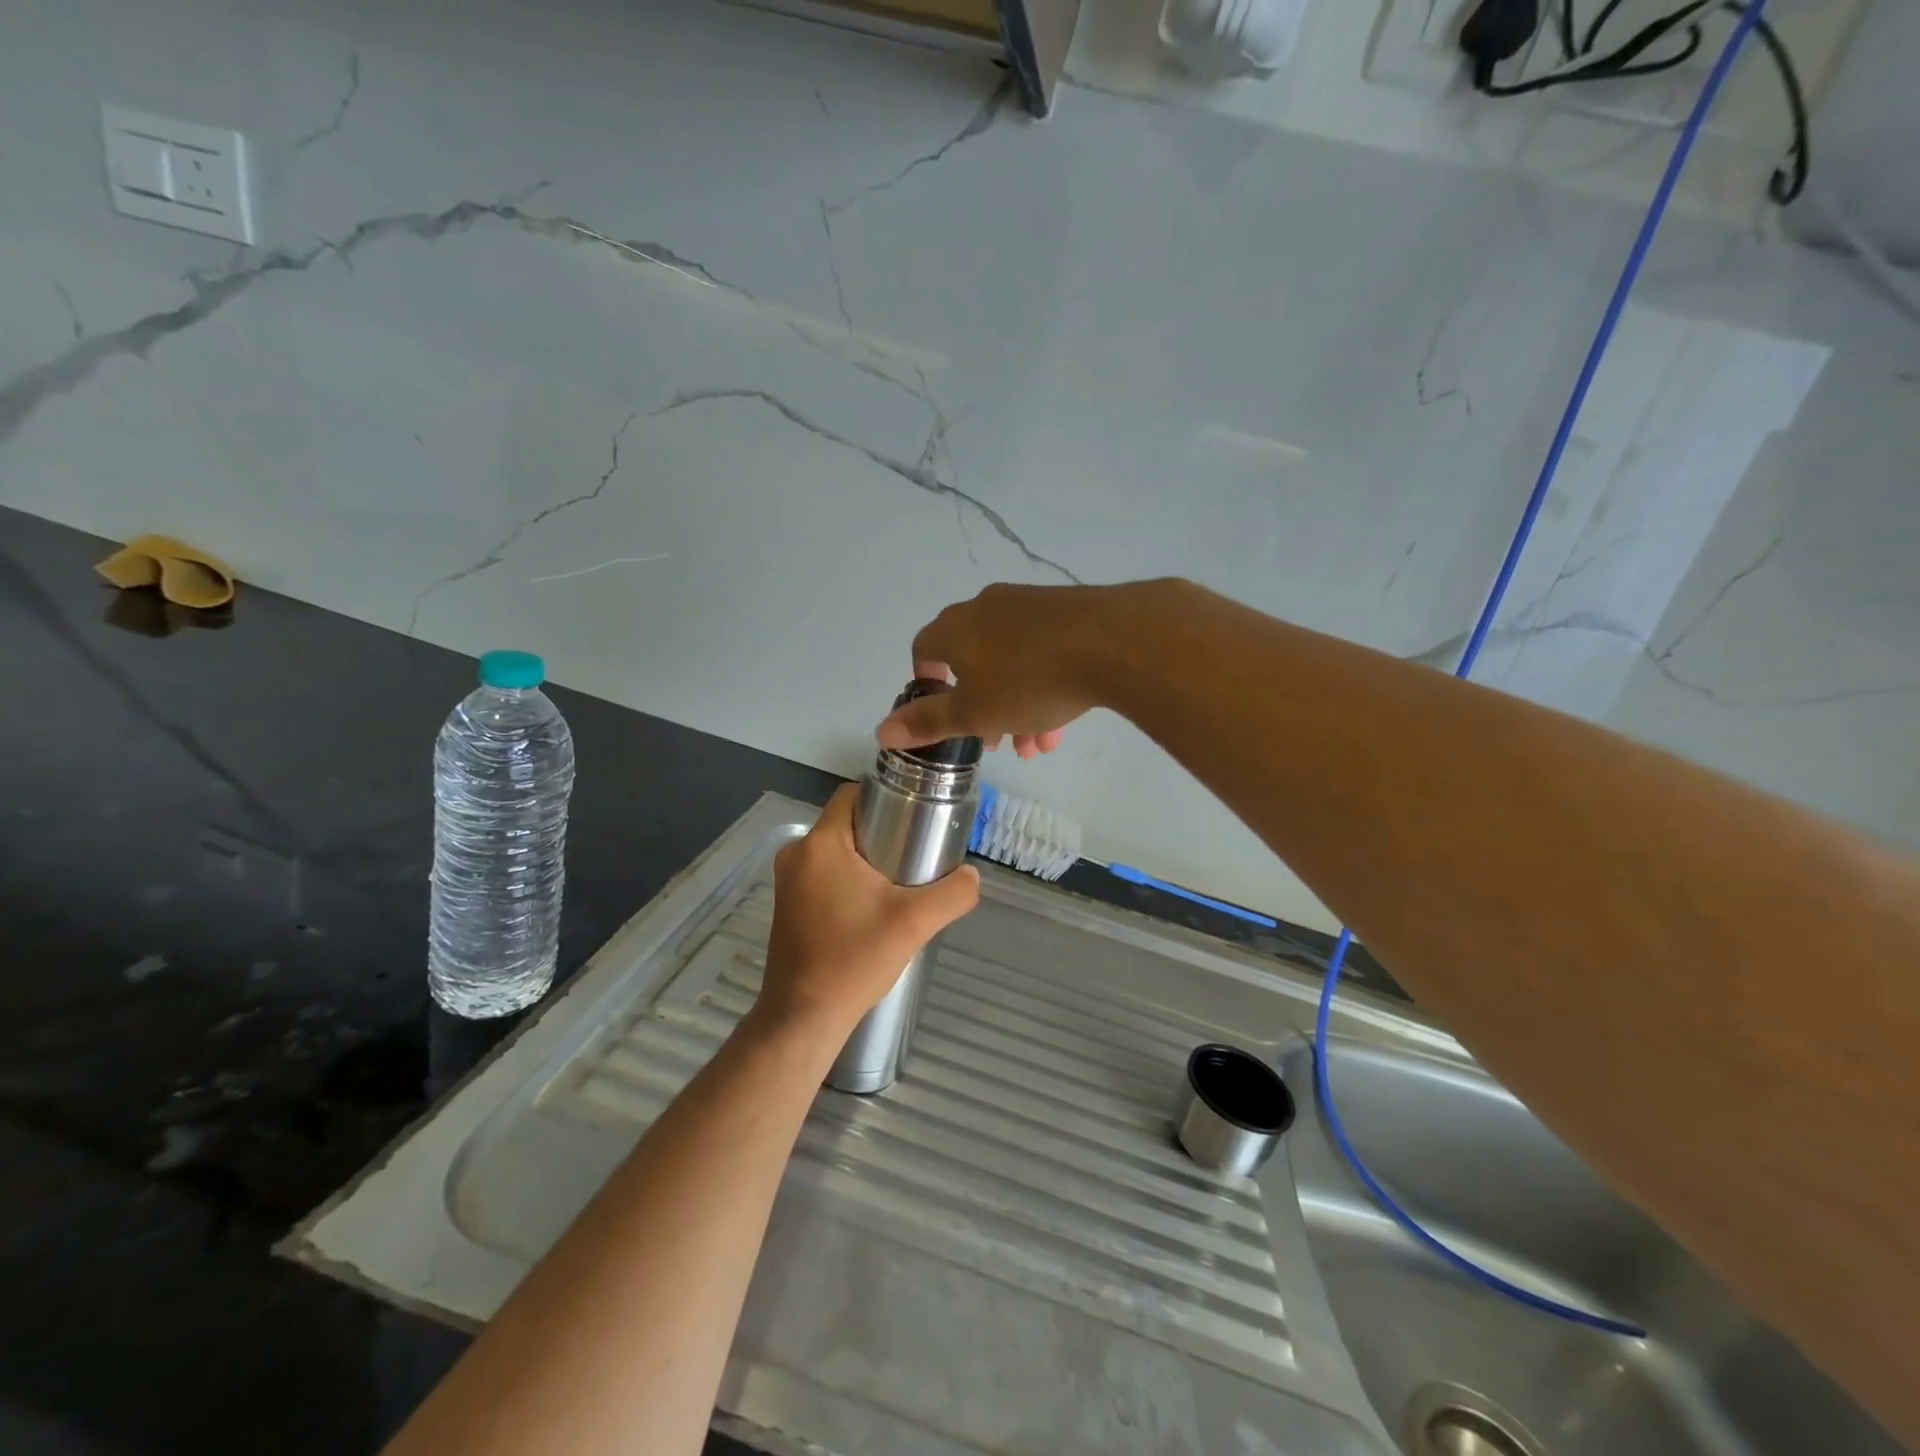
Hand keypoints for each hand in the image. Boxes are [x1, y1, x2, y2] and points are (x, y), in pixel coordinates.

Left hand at [754, 784, 979, 1040]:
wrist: (803, 1017)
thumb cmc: (853, 961)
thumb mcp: (914, 924)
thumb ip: (953, 893)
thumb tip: (971, 875)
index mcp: (820, 844)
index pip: (852, 795)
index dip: (886, 798)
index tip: (915, 818)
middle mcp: (796, 854)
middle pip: (846, 822)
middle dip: (882, 830)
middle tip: (916, 853)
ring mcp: (787, 881)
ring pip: (836, 849)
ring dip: (866, 857)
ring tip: (901, 880)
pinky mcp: (788, 904)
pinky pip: (823, 873)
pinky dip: (848, 877)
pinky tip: (873, 905)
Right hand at [876, 582, 1153, 757]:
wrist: (1113, 641)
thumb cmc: (1028, 680)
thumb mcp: (974, 713)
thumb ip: (928, 722)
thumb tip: (881, 731)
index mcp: (956, 628)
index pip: (924, 649)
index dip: (927, 682)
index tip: (942, 709)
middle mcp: (988, 608)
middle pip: (973, 661)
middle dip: (983, 707)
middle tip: (997, 741)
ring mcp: (1030, 606)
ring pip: (1012, 662)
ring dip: (1017, 706)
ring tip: (1036, 745)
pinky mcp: (1068, 611)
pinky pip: (1043, 653)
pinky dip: (1044, 686)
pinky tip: (1061, 725)